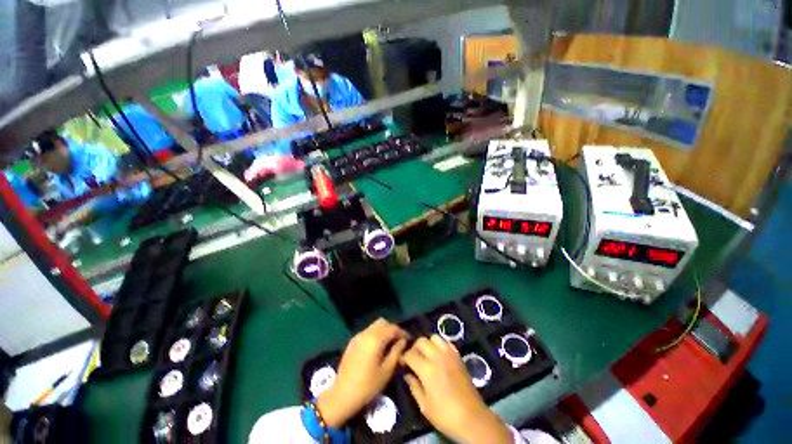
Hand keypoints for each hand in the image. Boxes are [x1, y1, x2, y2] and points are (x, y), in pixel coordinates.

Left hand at [316, 319, 408, 426]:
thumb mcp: (386, 371)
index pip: (392, 328)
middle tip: (398, 341)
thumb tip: (402, 342)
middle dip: (392, 329)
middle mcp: (366, 333)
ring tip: (389, 345)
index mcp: (375, 339)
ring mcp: (358, 336)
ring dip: (383, 331)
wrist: (342, 395)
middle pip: (382, 323)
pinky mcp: (352, 342)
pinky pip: (367, 332)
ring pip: (374, 326)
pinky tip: (377, 348)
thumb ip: (396, 352)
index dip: (402, 332)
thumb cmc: (367, 386)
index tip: (408, 340)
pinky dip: (375, 335)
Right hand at [402, 336, 512, 443]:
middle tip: (413, 359)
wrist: (472, 418)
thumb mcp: (424, 406)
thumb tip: (407, 374)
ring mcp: (449, 354)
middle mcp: (437, 356)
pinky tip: (439, 355)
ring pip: (434, 337)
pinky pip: (446, 342)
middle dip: (414, 348)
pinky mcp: (458, 356)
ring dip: (428, 344)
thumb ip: (414, 386)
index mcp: (427, 369)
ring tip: (426, 355)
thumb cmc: (446, 415)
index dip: (404, 357)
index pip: (410, 354)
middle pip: (421, 341)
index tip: (402, 364)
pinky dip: (440, 345)